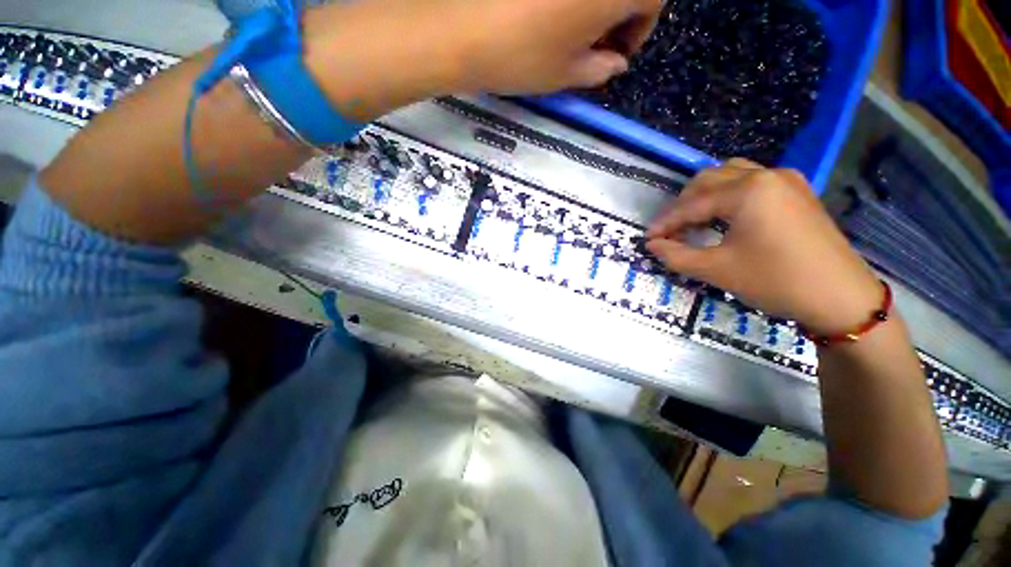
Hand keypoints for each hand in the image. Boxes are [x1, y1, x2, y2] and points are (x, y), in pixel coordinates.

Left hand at [441, 0, 662, 93]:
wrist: (460, 29)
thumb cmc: (521, 57)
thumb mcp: (567, 74)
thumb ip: (601, 68)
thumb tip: (616, 63)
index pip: (653, 0)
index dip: (640, 28)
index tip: (617, 52)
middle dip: (619, 12)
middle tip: (595, 41)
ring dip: (594, 4)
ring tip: (569, 27)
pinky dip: (567, 1)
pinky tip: (548, 10)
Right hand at [646, 159, 882, 334]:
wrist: (841, 298)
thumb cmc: (775, 281)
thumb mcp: (717, 270)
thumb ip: (676, 255)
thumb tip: (652, 245)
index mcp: (747, 191)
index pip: (692, 204)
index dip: (665, 222)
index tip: (647, 238)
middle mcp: (766, 175)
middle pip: (708, 180)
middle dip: (683, 205)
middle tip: (670, 232)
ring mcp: (785, 180)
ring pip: (730, 175)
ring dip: (704, 195)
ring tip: (693, 221)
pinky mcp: (797, 191)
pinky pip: (751, 181)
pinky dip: (728, 195)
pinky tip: (723, 216)